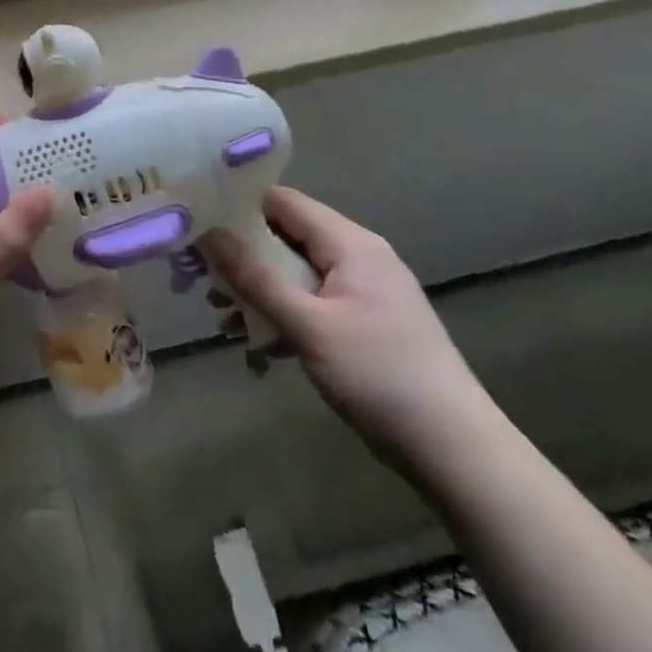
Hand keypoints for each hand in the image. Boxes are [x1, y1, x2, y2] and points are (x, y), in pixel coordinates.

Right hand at [207, 188, 490, 467]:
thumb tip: (208, 232)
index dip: (238, 207)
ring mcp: (364, 292)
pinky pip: (313, 305)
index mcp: (350, 243)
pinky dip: (284, 317)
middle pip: (287, 238)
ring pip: (296, 275)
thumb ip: (255, 277)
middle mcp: (358, 256)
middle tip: (201, 280)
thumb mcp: (308, 325)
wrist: (454, 449)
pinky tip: (259, 348)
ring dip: (259, 292)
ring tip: (222, 319)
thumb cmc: (378, 375)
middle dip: (242, 258)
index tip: (197, 224)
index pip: (283, 202)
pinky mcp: (366, 324)